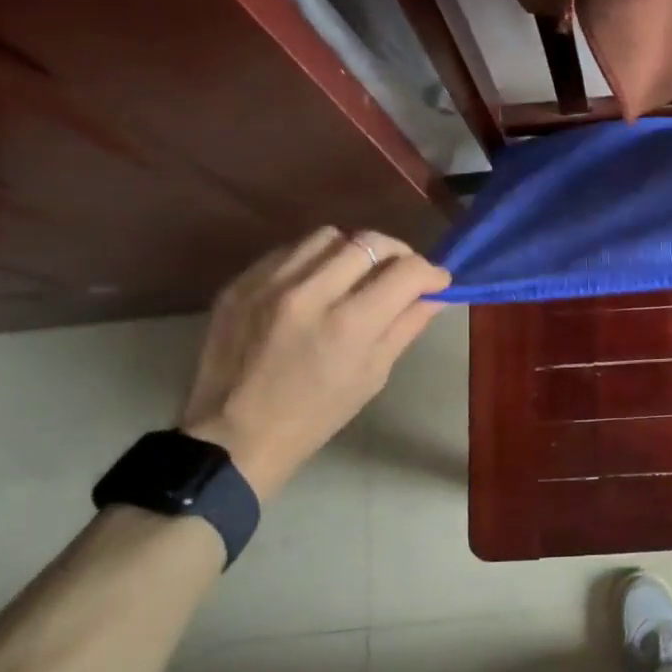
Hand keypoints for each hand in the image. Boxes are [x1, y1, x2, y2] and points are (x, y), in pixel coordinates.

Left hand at [178, 228, 450, 498]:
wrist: (233, 435)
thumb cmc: (315, 415)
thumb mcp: (372, 375)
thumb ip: (405, 326)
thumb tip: (436, 295)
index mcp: (348, 325)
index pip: (406, 272)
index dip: (431, 273)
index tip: (437, 282)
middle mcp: (309, 293)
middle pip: (369, 242)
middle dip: (399, 253)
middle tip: (403, 272)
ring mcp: (269, 284)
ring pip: (329, 236)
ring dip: (355, 250)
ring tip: (358, 272)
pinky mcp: (241, 283)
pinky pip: (290, 250)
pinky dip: (315, 259)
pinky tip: (317, 282)